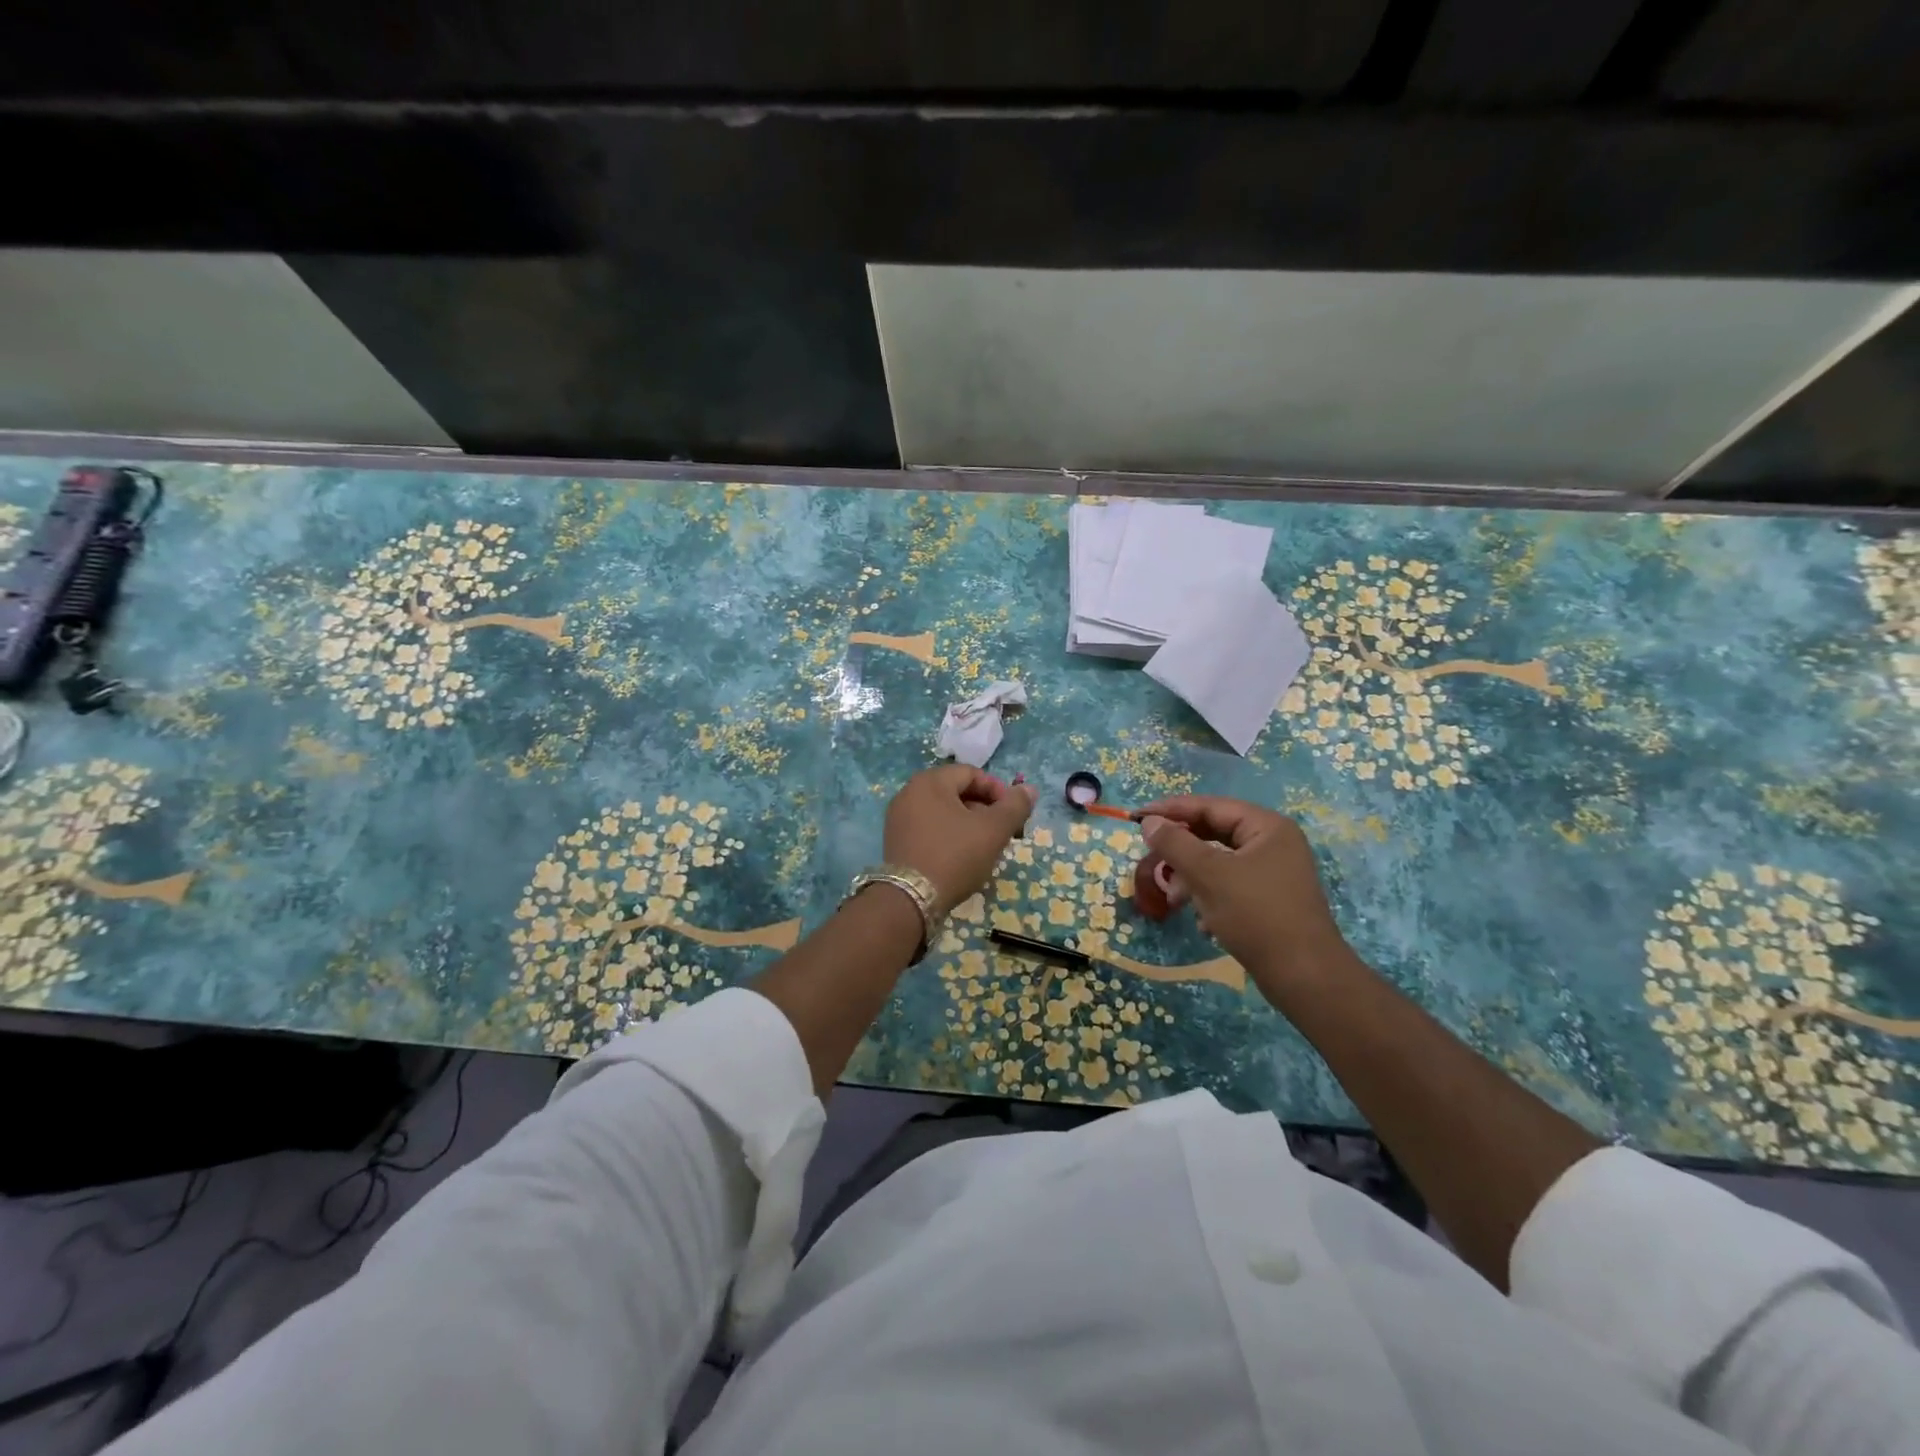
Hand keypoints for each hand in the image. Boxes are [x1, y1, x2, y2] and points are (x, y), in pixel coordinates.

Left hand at [884, 765, 1038, 917]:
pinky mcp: (896, 841)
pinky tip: (962, 858)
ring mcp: (899, 818)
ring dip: (969, 824)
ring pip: (944, 812)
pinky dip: (949, 836)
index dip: (998, 791)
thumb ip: (1015, 806)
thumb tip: (1029, 789)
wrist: (910, 900)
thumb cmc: (955, 856)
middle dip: (985, 810)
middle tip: (1003, 833)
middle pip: (957, 792)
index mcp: (930, 781)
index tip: (1013, 816)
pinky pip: (929, 828)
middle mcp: (909, 793)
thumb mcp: (993, 830)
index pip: (972, 773)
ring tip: (985, 848)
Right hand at [1136, 795, 1358, 1002]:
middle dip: (1181, 850)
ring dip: (1192, 878)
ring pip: (1220, 863)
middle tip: (1151, 857)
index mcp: (1267, 827)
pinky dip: (1210, 898)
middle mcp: (1274, 844)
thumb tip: (1149, 821)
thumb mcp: (1208, 875)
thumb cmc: (1256, 915)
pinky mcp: (1271, 902)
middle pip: (1215, 833)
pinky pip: (1231, 887)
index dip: (1171, 810)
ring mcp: (1275, 874)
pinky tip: (1203, 923)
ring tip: (1173, 900)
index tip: (1136, 816)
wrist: (1305, 978)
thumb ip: (1175, 843)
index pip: (1210, 806)